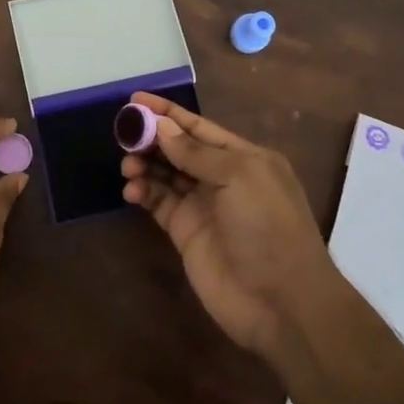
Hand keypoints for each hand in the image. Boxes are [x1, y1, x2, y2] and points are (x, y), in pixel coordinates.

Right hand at [121, 93, 339, 361]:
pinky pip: (158, 202)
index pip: (198, 126)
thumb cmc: (267, 227)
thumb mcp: (239, 177)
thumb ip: (196, 152)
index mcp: (243, 157)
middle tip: (122, 134)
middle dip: (150, 137)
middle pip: (178, 148)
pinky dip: (142, 192)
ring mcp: (203, 206)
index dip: (167, 112)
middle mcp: (222, 177)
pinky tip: (132, 190)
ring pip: (164, 174)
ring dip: (144, 164)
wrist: (281, 303)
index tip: (134, 100)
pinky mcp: (185, 233)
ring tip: (128, 166)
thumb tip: (162, 126)